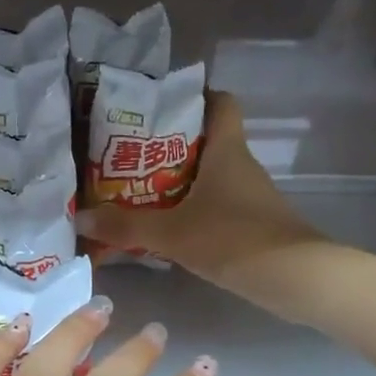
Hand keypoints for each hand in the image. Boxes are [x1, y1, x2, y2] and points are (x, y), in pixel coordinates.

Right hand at [78, 92, 323, 297]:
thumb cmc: (233, 238)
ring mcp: (250, 196)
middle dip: (171, 144)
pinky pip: (217, 204)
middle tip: (131, 153)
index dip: (196, 96)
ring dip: (180, 180)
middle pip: (208, 140)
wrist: (295, 278)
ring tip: (138, 189)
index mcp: (226, 151)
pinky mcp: (252, 223)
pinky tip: (167, 225)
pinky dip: (193, 208)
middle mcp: (241, 165)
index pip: (220, 103)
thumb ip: (125, 225)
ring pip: (211, 175)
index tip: (163, 105)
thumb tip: (81, 217)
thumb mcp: (171, 232)